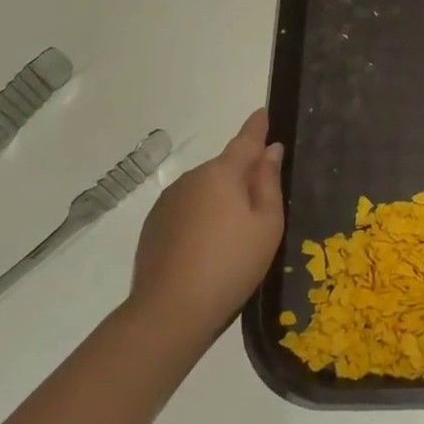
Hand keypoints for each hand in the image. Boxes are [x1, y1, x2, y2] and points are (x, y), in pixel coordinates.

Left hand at [125, 109, 283, 361]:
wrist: (171, 310)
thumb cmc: (232, 264)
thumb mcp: (267, 224)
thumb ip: (268, 183)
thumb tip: (270, 150)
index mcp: (222, 173)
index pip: (245, 140)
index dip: (257, 127)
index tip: (263, 112)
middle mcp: (191, 178)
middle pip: (224, 169)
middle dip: (241, 177)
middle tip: (261, 207)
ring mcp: (168, 202)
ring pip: (204, 191)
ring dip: (219, 201)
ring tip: (234, 237)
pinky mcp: (153, 226)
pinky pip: (186, 211)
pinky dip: (200, 219)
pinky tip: (207, 250)